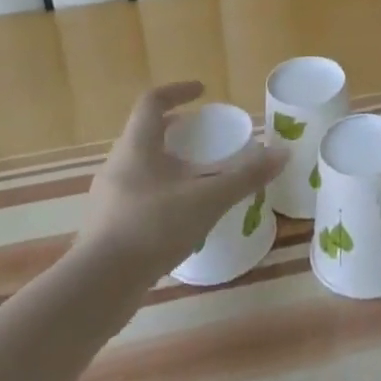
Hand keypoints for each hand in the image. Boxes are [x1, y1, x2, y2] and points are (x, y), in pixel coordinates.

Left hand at [79, 82, 285, 277]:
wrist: (97, 289)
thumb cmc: (152, 227)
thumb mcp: (208, 199)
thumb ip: (245, 176)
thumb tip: (283, 153)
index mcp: (136, 146)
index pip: (152, 102)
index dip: (177, 91)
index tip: (201, 91)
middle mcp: (116, 166)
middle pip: (144, 134)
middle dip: (173, 130)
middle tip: (202, 137)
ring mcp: (106, 199)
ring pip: (138, 168)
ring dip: (165, 164)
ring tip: (193, 178)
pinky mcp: (103, 230)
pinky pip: (134, 198)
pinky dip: (157, 195)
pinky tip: (177, 218)